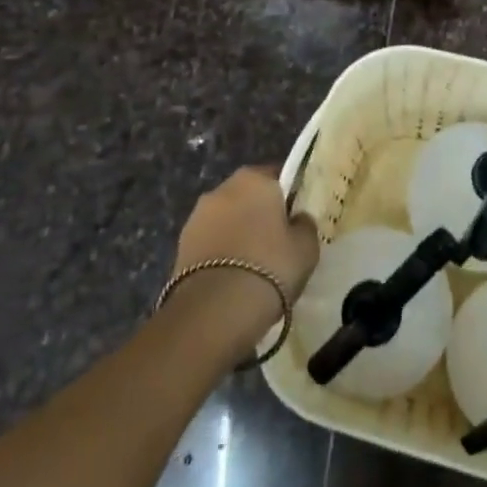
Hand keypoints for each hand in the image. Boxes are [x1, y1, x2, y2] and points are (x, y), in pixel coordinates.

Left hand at [168, 165, 319, 360]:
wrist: (214, 311)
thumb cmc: (270, 266)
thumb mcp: (306, 246)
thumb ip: (304, 224)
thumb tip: (297, 219)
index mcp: (254, 179)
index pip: (277, 176)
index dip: (288, 196)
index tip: (296, 218)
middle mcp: (222, 189)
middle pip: (248, 195)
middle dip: (259, 213)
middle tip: (276, 242)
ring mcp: (196, 217)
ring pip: (226, 219)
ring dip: (237, 233)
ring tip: (252, 265)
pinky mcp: (180, 245)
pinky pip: (210, 242)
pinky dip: (220, 253)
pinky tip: (232, 277)